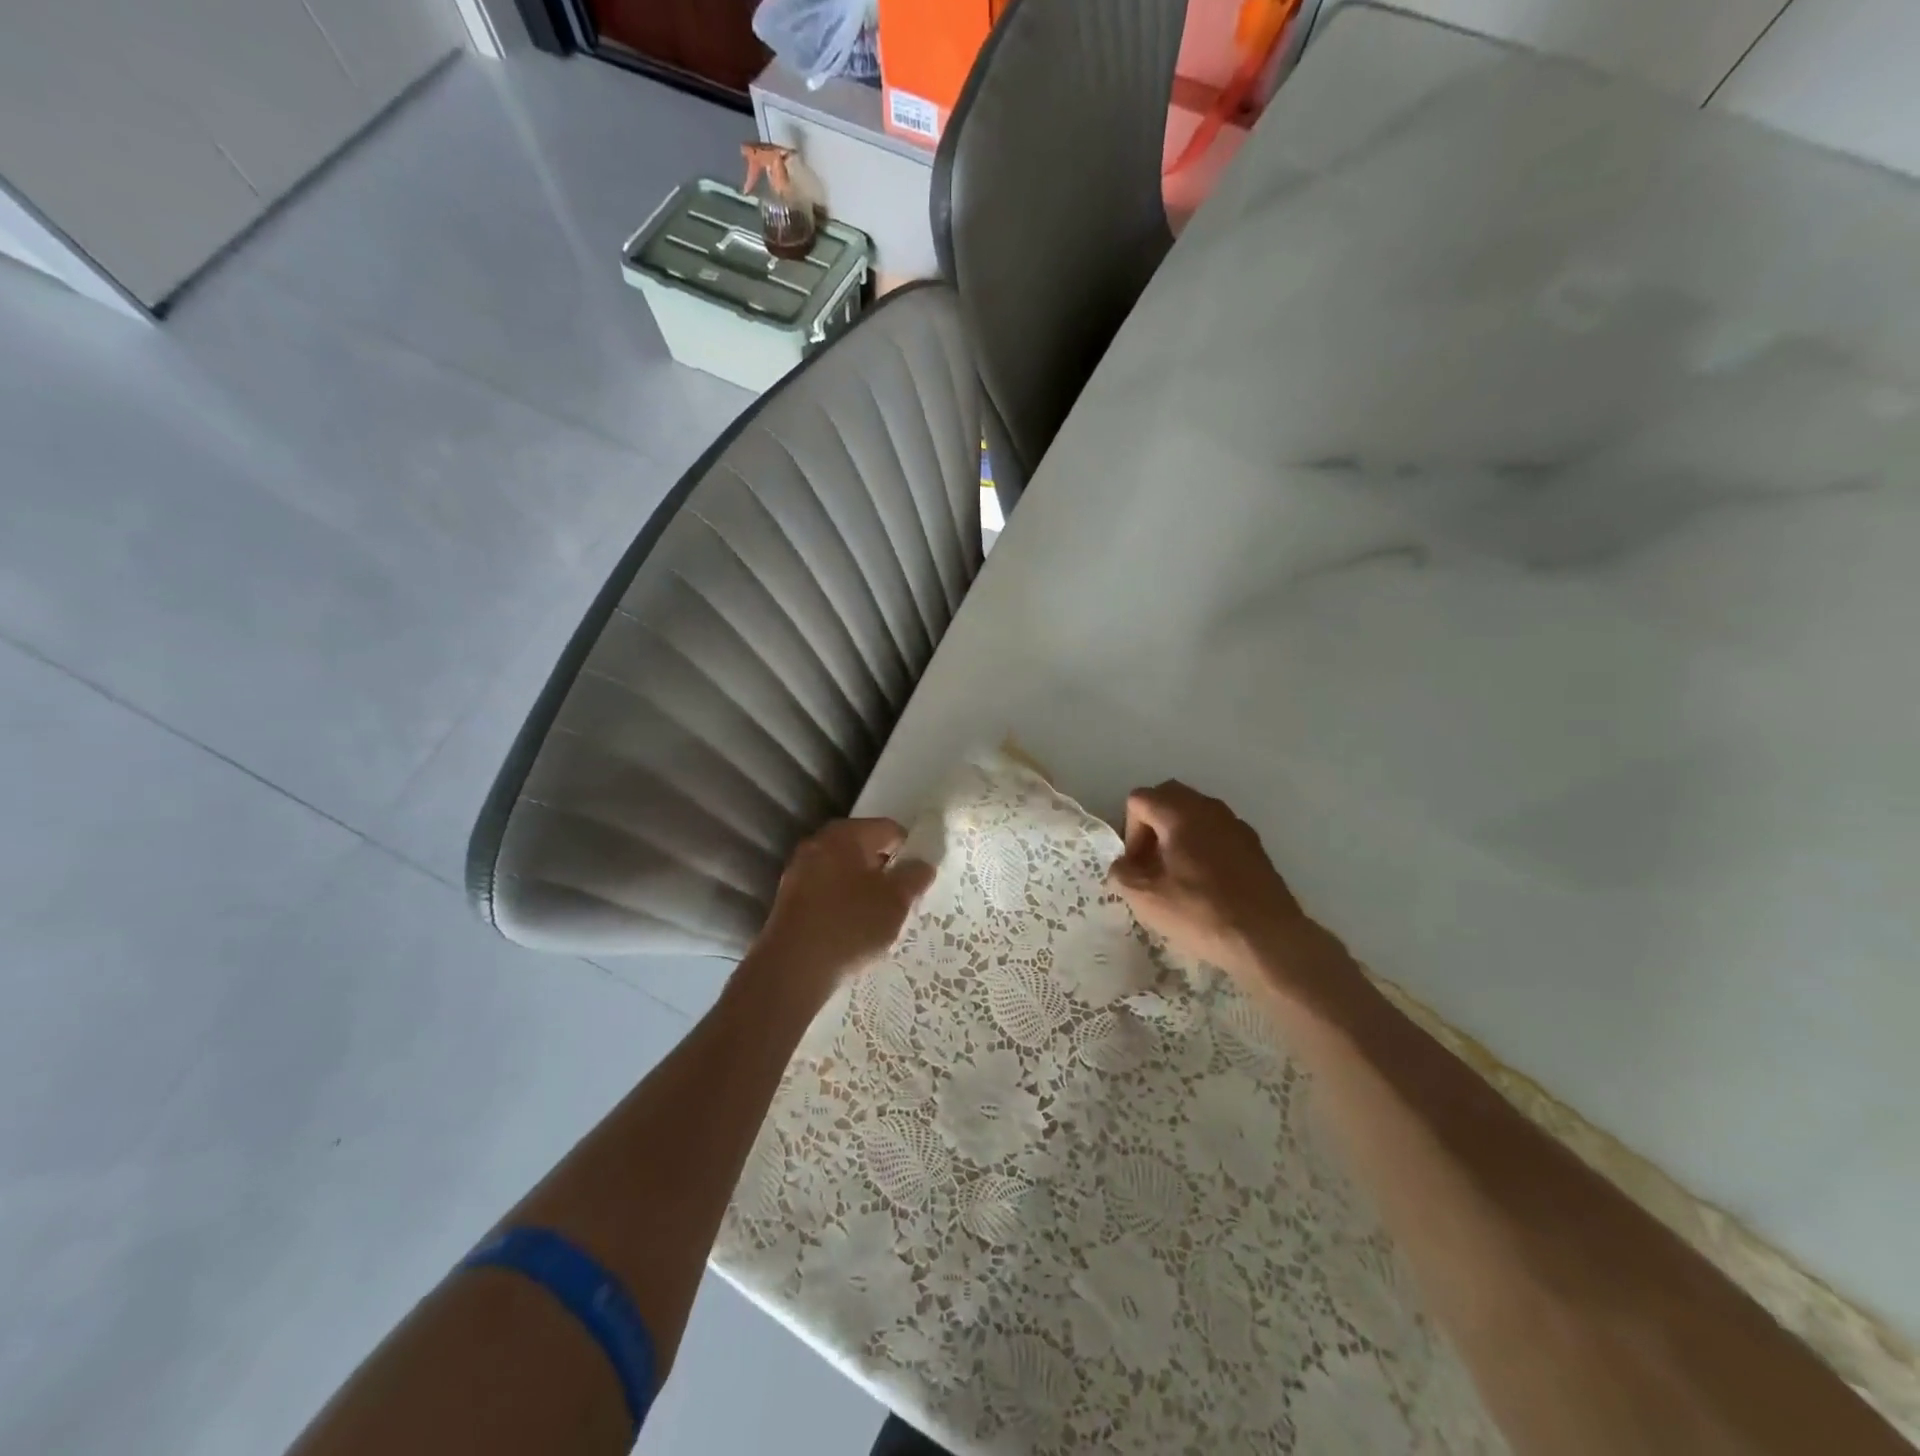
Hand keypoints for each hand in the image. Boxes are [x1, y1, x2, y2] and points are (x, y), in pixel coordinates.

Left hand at [748, 818, 934, 1007]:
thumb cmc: (850, 924)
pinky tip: (852, 930)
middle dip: (886, 870)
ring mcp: (799, 870)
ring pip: (844, 871)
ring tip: (878, 919)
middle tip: (903, 899)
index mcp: (845, 834)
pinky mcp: (789, 899)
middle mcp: (818, 843)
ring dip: (864, 889)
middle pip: (864, 848)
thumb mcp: (896, 901)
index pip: (889, 829)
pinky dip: (843, 903)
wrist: (792, 969)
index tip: (920, 878)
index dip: (911, 850)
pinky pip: (827, 891)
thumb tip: (922, 864)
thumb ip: (914, 876)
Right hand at [1106, 781, 1325, 989]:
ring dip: (1178, 834)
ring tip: (1177, 874)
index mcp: (1180, 813)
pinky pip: (1217, 832)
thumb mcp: (1144, 898)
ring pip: (1195, 813)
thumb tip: (1124, 865)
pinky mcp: (1255, 846)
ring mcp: (1236, 825)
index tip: (1137, 866)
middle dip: (1152, 824)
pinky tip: (1206, 884)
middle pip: (1168, 797)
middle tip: (1151, 863)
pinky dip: (1203, 846)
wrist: (1267, 938)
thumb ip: (1122, 873)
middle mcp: (1209, 808)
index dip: (1129, 831)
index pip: (1139, 799)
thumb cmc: (1200, 911)